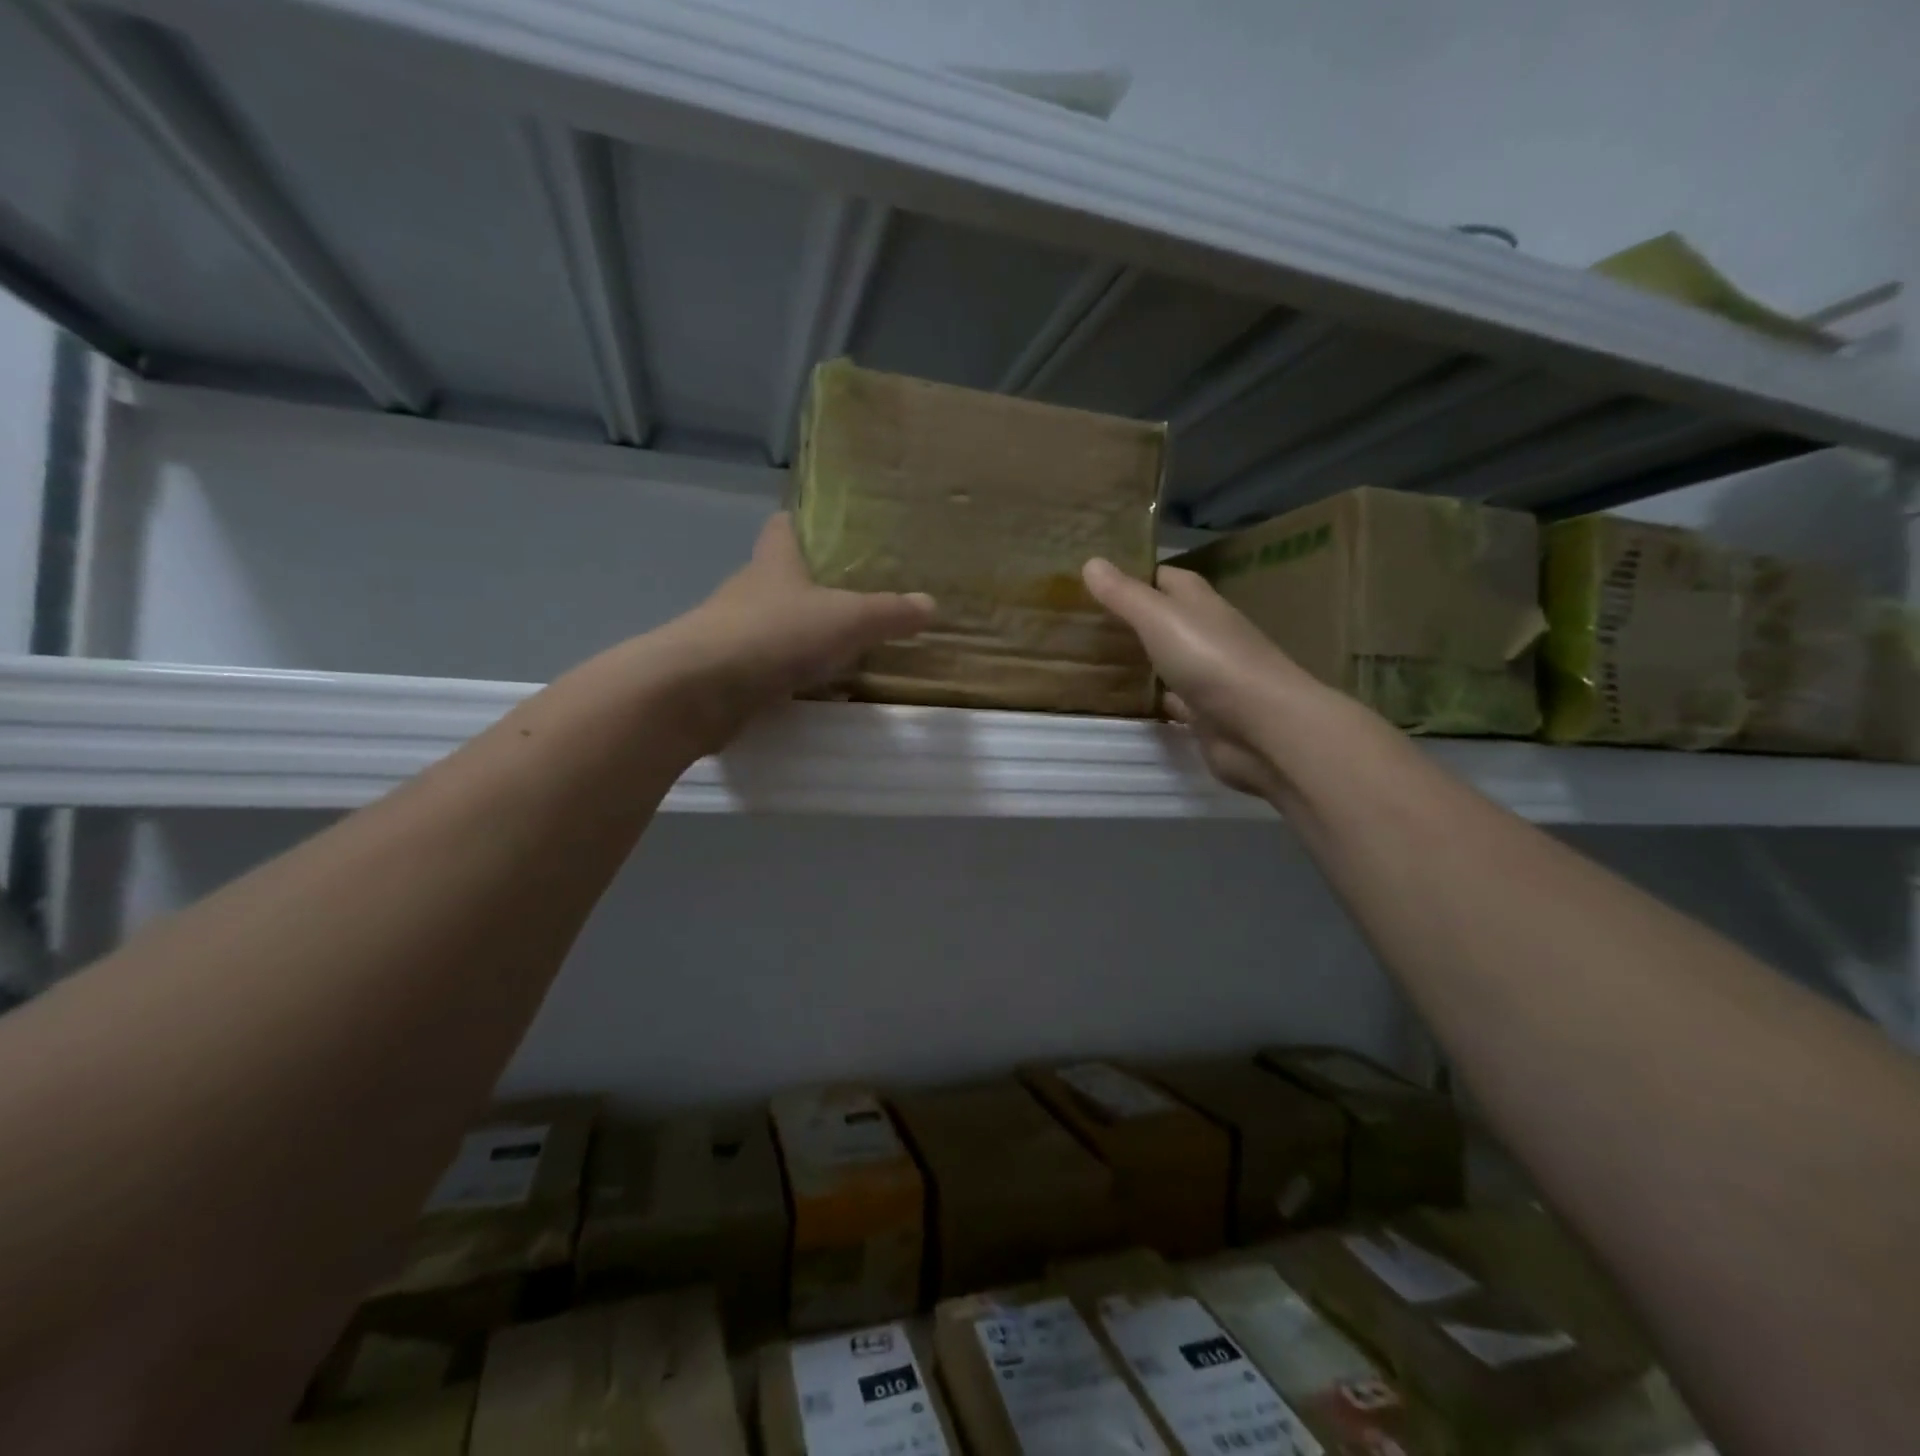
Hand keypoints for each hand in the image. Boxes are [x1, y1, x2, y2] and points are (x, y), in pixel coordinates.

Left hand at [659, 513, 934, 747]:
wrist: (701, 689)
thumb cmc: (775, 634)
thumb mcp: (847, 620)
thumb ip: (888, 613)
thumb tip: (929, 604)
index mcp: (774, 562)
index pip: (783, 526)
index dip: (804, 524)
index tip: (830, 533)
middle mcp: (748, 590)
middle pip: (779, 578)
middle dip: (811, 588)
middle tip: (855, 600)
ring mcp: (730, 632)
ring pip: (771, 625)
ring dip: (798, 635)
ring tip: (841, 650)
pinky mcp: (723, 673)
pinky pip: (763, 667)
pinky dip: (785, 675)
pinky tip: (812, 690)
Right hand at [1083, 558, 1335, 800]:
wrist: (1261, 729)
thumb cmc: (1211, 660)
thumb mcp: (1160, 618)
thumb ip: (1125, 595)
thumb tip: (1091, 561)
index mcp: (1199, 602)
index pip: (1163, 577)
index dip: (1132, 575)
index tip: (1092, 581)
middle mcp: (1205, 633)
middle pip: (1163, 619)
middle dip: (1128, 620)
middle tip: (1079, 623)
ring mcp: (1206, 675)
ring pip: (1164, 661)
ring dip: (1136, 661)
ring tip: (1087, 660)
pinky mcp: (1203, 714)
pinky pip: (1169, 700)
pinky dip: (1148, 700)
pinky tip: (1118, 702)